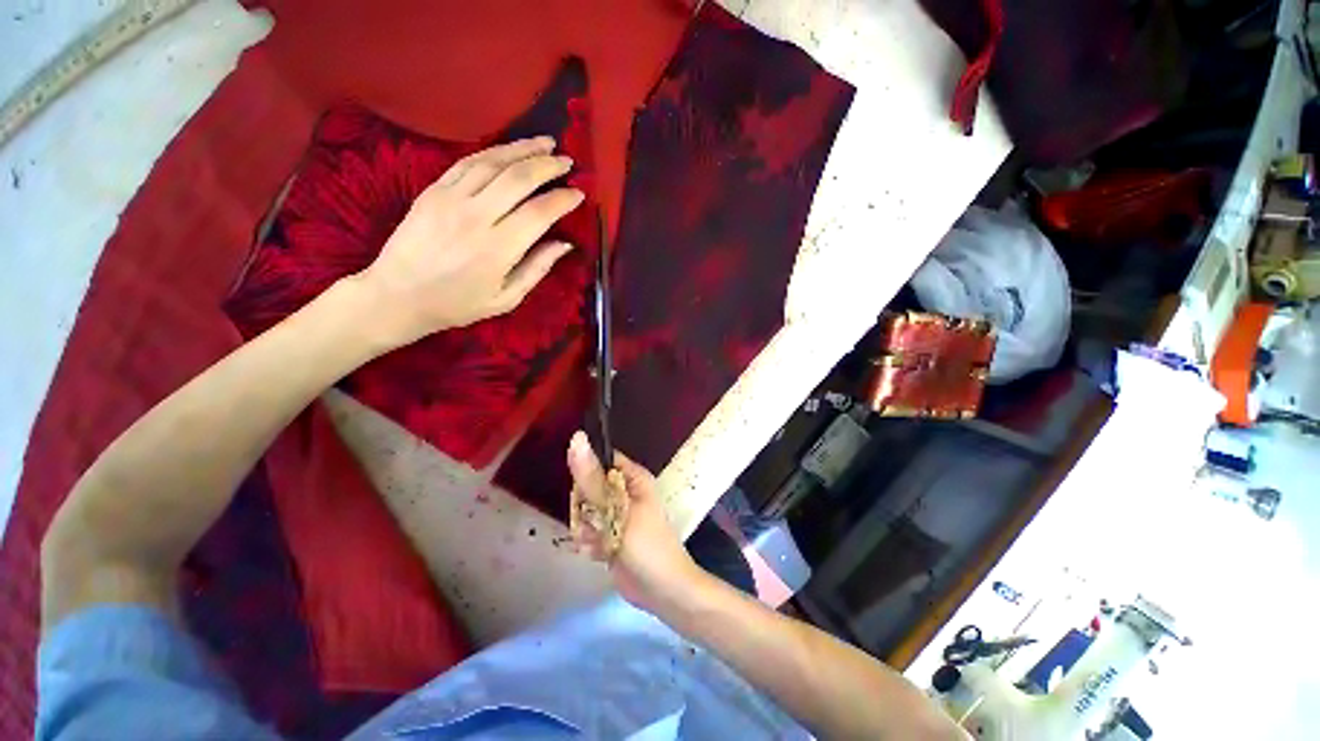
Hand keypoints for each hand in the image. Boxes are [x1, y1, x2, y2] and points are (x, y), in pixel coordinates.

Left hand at [356, 136, 583, 345]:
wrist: (398, 295)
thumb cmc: (458, 304)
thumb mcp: (506, 298)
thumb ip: (537, 269)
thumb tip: (564, 244)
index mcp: (498, 249)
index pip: (539, 213)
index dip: (562, 200)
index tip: (578, 193)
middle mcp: (476, 217)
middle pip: (518, 178)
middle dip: (547, 165)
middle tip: (567, 161)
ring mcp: (451, 198)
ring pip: (493, 162)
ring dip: (522, 149)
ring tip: (545, 143)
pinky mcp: (433, 190)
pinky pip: (467, 162)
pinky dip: (493, 152)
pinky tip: (509, 150)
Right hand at [566, 431, 704, 613]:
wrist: (663, 592)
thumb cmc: (646, 545)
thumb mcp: (617, 510)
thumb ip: (592, 479)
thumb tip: (577, 437)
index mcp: (632, 477)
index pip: (599, 460)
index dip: (586, 472)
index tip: (581, 493)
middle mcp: (624, 491)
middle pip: (587, 487)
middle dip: (585, 509)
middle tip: (595, 524)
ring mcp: (616, 514)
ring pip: (585, 511)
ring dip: (587, 530)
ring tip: (600, 543)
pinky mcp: (610, 535)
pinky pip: (589, 531)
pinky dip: (591, 544)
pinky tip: (601, 555)